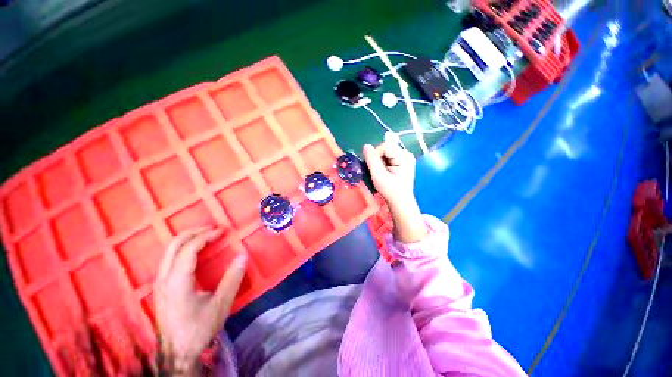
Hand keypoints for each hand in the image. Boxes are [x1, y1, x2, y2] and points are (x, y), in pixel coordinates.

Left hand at [154, 227, 246, 374]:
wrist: (177, 353)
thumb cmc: (199, 328)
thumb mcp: (220, 304)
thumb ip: (232, 278)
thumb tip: (243, 256)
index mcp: (177, 281)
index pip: (190, 248)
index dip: (207, 235)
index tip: (222, 230)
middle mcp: (164, 278)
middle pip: (174, 244)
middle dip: (194, 232)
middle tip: (213, 228)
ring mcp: (159, 283)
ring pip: (169, 251)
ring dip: (188, 238)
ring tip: (206, 235)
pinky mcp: (160, 288)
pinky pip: (169, 259)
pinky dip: (183, 248)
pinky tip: (194, 251)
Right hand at [363, 141, 426, 242]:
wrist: (400, 201)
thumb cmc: (390, 190)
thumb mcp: (378, 176)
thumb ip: (372, 160)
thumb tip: (366, 146)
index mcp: (404, 157)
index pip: (386, 146)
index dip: (375, 153)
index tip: (372, 166)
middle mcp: (406, 154)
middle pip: (386, 147)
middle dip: (377, 157)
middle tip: (376, 169)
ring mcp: (405, 157)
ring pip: (386, 151)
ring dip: (379, 159)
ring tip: (380, 171)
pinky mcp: (401, 161)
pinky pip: (388, 155)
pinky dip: (382, 161)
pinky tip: (383, 170)